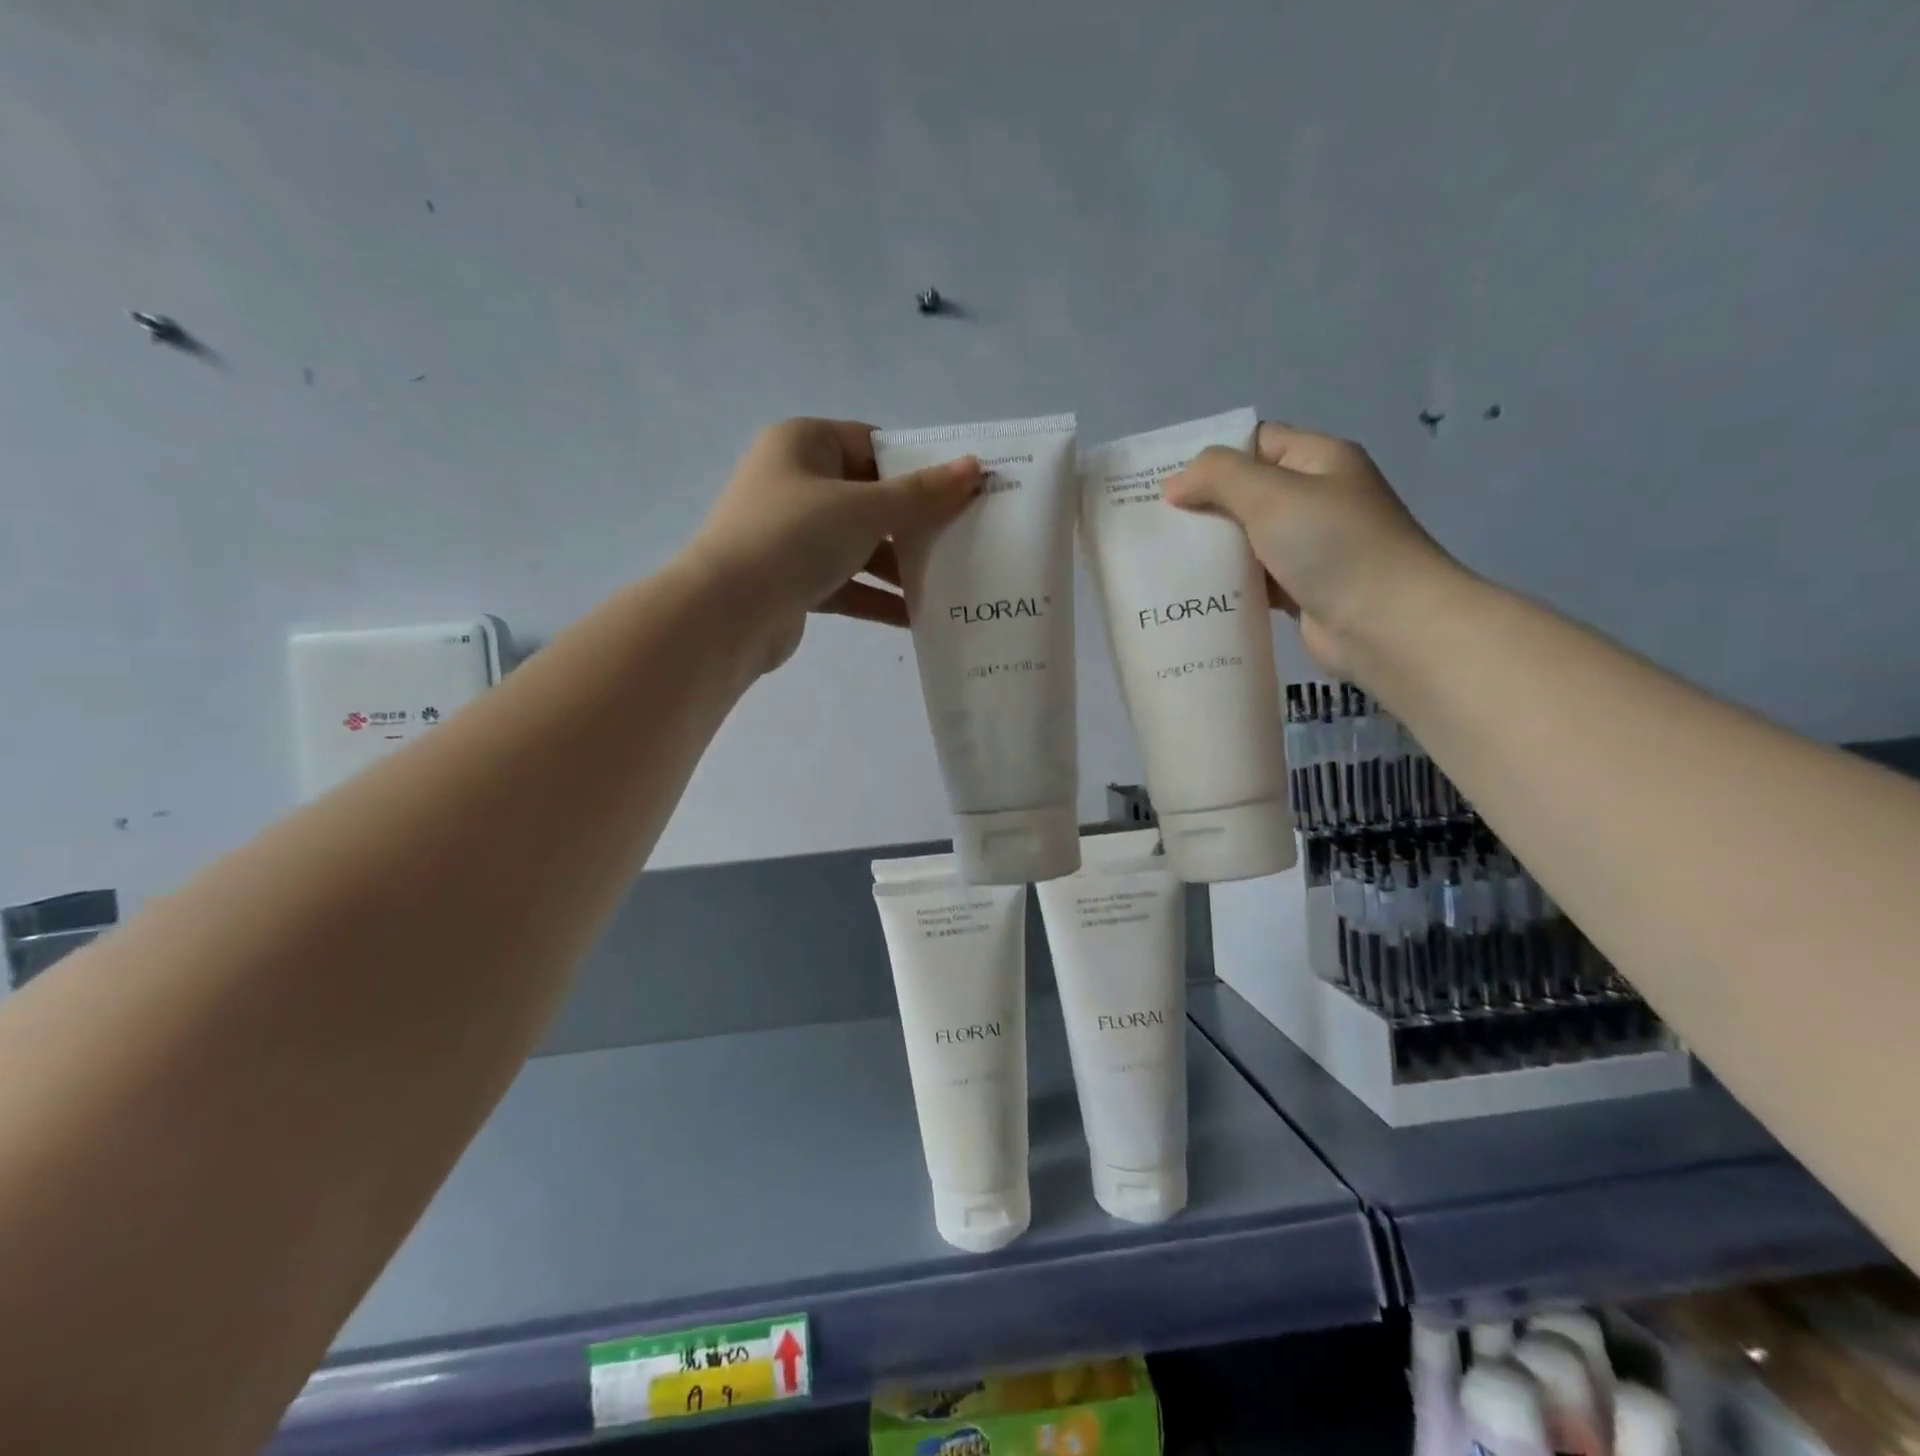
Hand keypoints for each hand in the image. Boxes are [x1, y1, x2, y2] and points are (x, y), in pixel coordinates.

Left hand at [688, 418, 980, 672]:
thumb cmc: (794, 538)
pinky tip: (916, 616)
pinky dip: (877, 597)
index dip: (918, 465)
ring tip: (949, 583)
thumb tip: (974, 468)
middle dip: (915, 523)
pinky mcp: (794, 580)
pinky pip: (846, 582)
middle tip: (964, 538)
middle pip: (870, 497)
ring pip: (860, 544)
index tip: (961, 490)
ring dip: (900, 566)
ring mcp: (793, 534)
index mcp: (804, 444)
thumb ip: (921, 494)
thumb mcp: (864, 509)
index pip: (873, 444)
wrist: (727, 613)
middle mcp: (796, 483)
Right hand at [1163, 422, 1461, 677]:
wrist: (1386, 624)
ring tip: (1161, 559)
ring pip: (1246, 539)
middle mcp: (1316, 499)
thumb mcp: (1271, 495)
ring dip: (1211, 549)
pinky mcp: (1299, 590)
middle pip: (1247, 493)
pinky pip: (1253, 579)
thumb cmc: (1332, 546)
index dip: (1211, 458)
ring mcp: (1309, 547)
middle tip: (1153, 524)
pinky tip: (1191, 592)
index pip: (1256, 443)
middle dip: (1203, 506)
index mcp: (1319, 461)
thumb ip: (1218, 477)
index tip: (1164, 482)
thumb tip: (1173, 483)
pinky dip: (1226, 583)